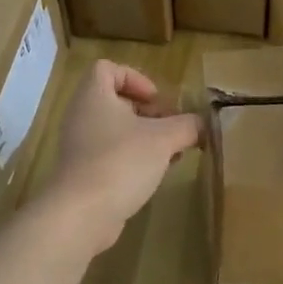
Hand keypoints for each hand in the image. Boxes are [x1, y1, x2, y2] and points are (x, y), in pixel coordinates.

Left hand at [42, 60, 200, 252]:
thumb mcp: (164, 139)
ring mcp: (79, 147)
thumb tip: (203, 124)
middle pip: (116, 101)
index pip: (107, 69)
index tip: (157, 101)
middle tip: (172, 129)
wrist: (81, 214)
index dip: (135, 78)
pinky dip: (133, 159)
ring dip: (145, 138)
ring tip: (171, 154)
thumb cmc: (121, 162)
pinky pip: (111, 156)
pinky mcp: (83, 174)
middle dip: (148, 112)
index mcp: (94, 96)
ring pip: (116, 131)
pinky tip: (155, 175)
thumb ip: (188, 126)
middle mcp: (81, 116)